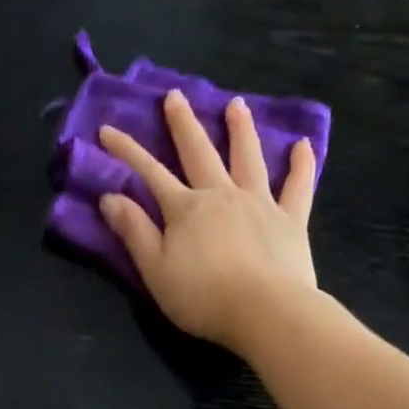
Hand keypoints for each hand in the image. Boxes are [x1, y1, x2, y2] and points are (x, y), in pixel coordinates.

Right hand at [97, 88, 317, 352]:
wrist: (264, 311)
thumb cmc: (203, 297)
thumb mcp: (155, 270)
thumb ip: (134, 232)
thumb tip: (110, 197)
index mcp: (186, 209)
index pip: (149, 173)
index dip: (126, 151)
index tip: (107, 130)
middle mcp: (222, 195)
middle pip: (199, 153)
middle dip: (183, 124)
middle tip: (174, 96)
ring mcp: (260, 203)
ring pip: (248, 158)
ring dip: (240, 130)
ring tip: (236, 105)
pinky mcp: (291, 220)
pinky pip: (298, 186)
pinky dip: (301, 165)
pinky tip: (302, 145)